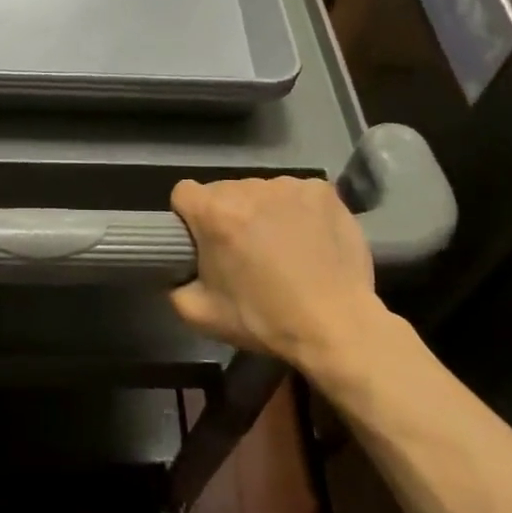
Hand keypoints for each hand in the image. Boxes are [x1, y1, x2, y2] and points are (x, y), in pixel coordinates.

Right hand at [169, 177, 390, 374]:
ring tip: (282, 247)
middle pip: (224, 192)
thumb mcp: (200, 315)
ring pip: (261, 192)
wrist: (337, 327)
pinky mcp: (322, 191)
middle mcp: (248, 188)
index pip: (183, 193)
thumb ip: (174, 287)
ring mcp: (288, 185)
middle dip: (228, 215)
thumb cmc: (264, 320)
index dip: (189, 217)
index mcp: (214, 213)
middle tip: (245, 251)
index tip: (203, 241)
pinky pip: (296, 193)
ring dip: (263, 212)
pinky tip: (308, 238)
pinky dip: (297, 211)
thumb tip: (176, 273)